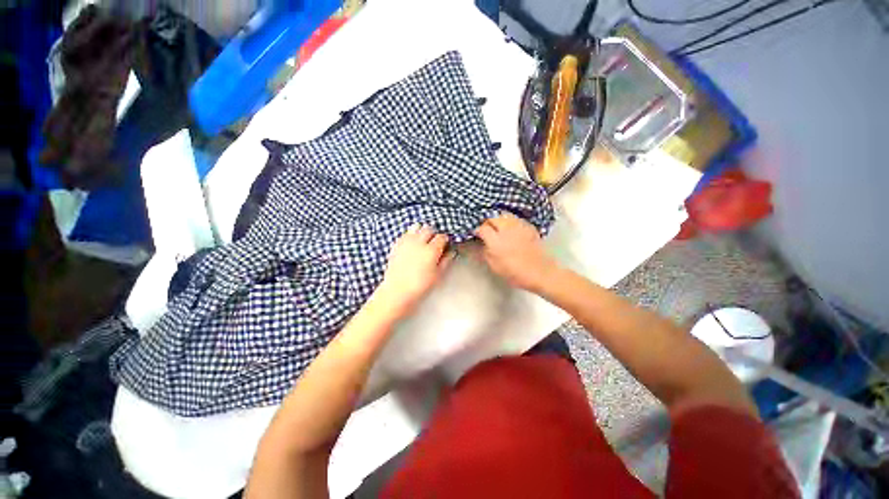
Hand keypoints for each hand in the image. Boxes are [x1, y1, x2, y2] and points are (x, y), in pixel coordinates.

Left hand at [374, 224, 454, 318]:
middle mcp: (419, 242)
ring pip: (416, 227)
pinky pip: (405, 233)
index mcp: (431, 250)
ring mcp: (406, 242)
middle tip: (435, 243)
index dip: (445, 240)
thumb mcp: (437, 276)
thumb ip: (446, 261)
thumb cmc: (420, 286)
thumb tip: (451, 252)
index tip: (445, 245)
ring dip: (422, 231)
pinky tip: (412, 244)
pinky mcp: (396, 245)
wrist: (397, 292)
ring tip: (423, 241)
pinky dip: (411, 235)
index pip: (442, 237)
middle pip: (429, 229)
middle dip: (434, 234)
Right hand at [474, 212, 554, 290]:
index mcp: (496, 240)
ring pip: (504, 215)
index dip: (477, 230)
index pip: (482, 228)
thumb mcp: (494, 266)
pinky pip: (515, 218)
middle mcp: (506, 229)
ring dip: (498, 219)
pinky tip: (510, 229)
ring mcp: (519, 226)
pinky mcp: (528, 226)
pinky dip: (509, 221)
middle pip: (492, 217)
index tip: (476, 234)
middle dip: (487, 222)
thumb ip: (485, 252)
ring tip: (497, 227)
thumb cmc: (515, 272)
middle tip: (486, 229)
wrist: (540, 272)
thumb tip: (481, 243)